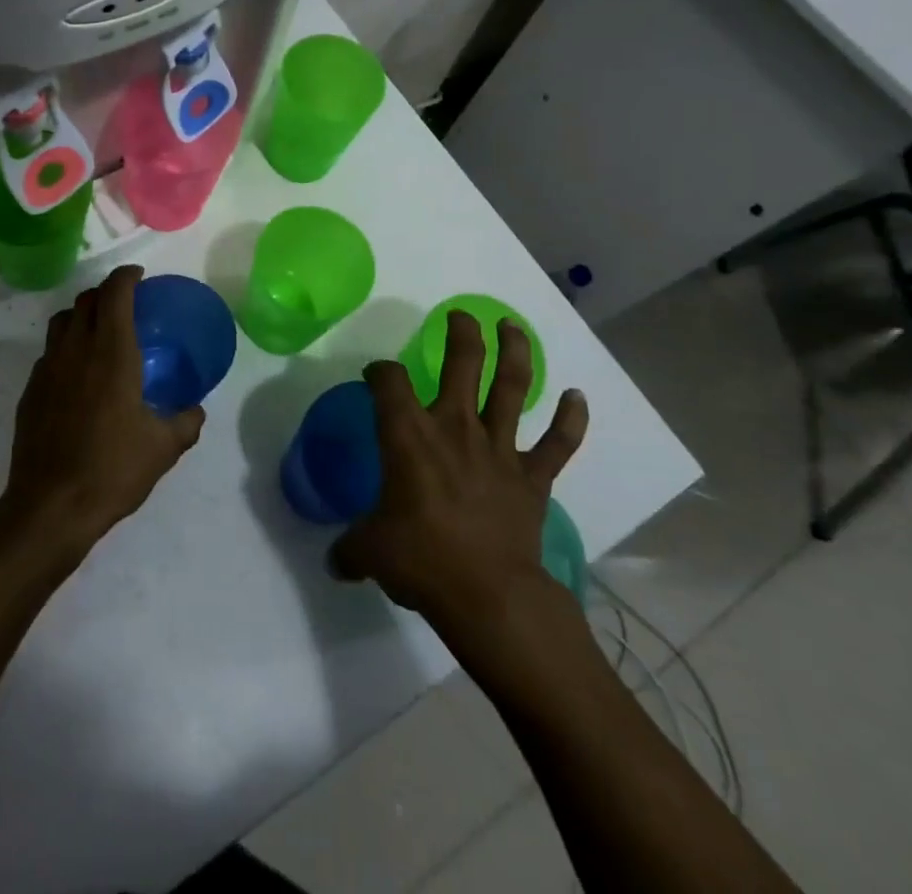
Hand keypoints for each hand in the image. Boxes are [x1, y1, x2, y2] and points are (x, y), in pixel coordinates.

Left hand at [0, 265, 204, 563]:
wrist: (51, 506)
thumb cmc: (112, 469)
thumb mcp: (163, 448)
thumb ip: (185, 423)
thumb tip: (195, 411)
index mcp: (111, 353)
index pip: (114, 294)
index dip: (126, 277)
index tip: (139, 276)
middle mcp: (76, 351)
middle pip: (85, 300)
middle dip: (105, 292)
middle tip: (124, 303)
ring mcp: (47, 369)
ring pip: (61, 322)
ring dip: (81, 315)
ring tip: (98, 332)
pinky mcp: (30, 391)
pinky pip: (49, 353)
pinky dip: (65, 347)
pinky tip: (77, 375)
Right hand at [331, 312, 588, 634]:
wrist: (490, 596)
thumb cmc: (422, 561)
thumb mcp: (370, 552)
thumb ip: (349, 548)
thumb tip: (333, 561)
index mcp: (409, 435)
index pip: (388, 382)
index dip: (379, 371)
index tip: (375, 375)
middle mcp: (455, 427)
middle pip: (461, 363)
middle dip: (460, 333)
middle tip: (460, 315)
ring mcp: (499, 448)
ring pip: (511, 387)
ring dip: (514, 352)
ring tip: (512, 326)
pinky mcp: (532, 476)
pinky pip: (558, 443)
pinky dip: (571, 419)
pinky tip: (578, 396)